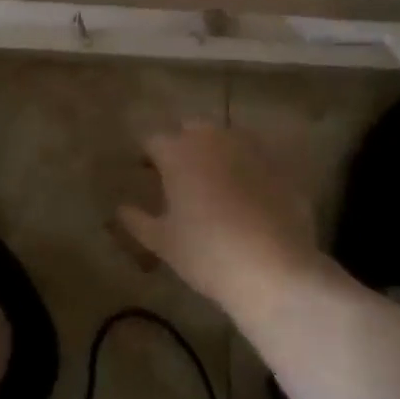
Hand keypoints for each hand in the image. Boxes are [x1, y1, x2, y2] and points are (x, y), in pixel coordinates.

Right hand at [119, 122, 325, 310]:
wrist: (274, 268)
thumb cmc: (207, 253)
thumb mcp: (163, 243)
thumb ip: (137, 221)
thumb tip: (121, 209)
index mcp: (177, 152)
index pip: (153, 140)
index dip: (148, 155)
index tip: (146, 172)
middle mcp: (212, 138)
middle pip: (190, 130)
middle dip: (183, 145)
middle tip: (180, 175)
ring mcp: (249, 146)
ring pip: (225, 139)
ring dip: (215, 152)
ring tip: (215, 183)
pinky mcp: (278, 163)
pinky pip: (254, 157)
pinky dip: (246, 168)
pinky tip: (248, 195)